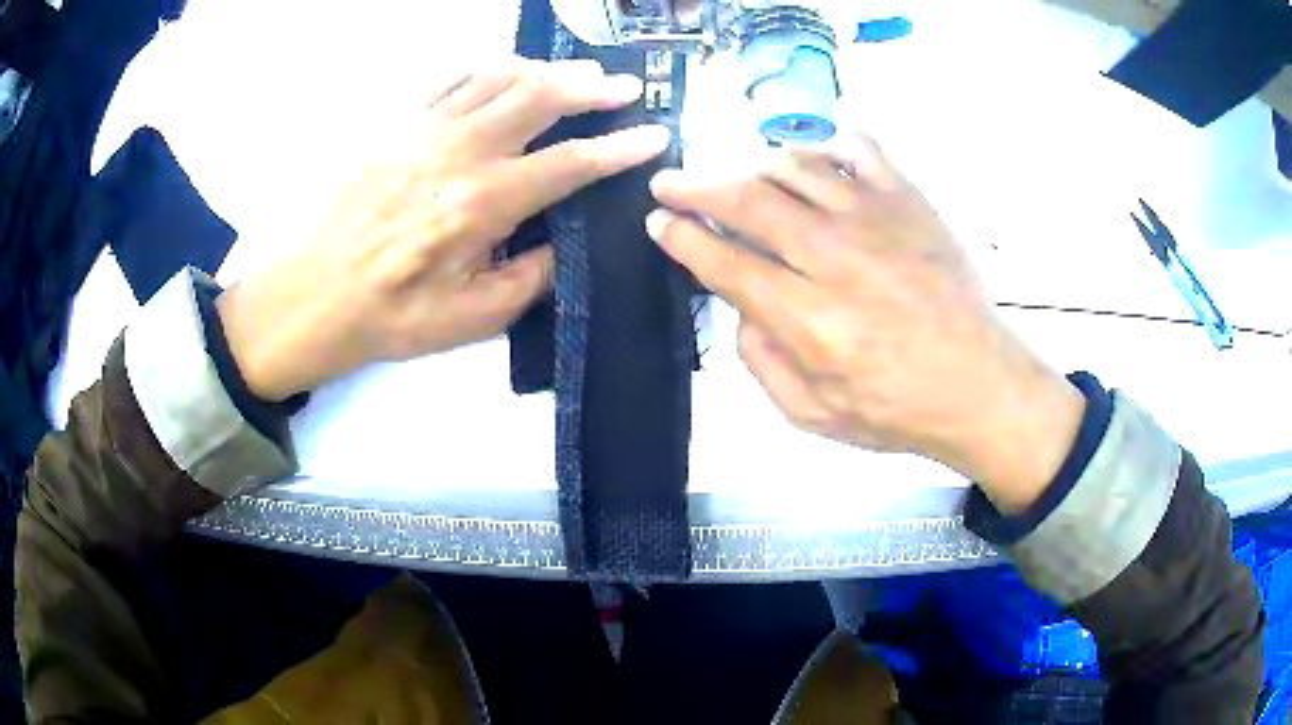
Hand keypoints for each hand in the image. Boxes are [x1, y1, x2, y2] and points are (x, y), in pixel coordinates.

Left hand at [217, 59, 670, 402]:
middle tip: (624, 87)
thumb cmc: (393, 315)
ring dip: (547, 69)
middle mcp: (460, 151)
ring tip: (575, 74)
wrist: (313, 297)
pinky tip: (507, 73)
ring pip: (499, 75)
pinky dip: (489, 68)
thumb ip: (532, 275)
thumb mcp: (473, 317)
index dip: (621, 147)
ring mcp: (424, 129)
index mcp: (484, 203)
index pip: (571, 162)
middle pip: (540, 96)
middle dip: (593, 88)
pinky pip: (451, 78)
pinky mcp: (396, 123)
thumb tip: (569, 242)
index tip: (655, 135)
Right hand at [646, 135, 1084, 511]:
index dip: (681, 237)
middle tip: (669, 182)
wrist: (979, 384)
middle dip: (695, 186)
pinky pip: (858, 147)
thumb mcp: (812, 415)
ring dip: (753, 167)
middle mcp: (835, 257)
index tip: (658, 222)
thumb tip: (739, 304)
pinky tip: (816, 163)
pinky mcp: (909, 199)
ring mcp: (876, 217)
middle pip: (747, 198)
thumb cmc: (897, 408)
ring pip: (793, 165)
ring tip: (743, 180)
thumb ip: (761, 361)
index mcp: (809, 320)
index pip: (724, 261)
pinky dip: (826, 146)